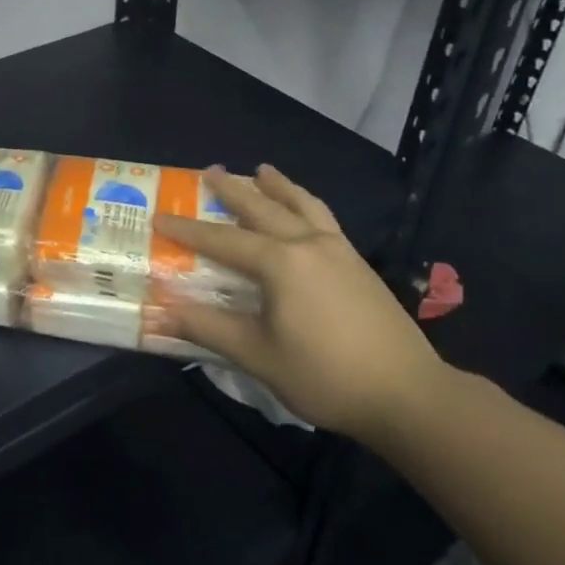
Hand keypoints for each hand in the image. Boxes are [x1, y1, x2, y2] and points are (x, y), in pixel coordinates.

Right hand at [154, 165, 447, 440]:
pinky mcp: (359, 264)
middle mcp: (309, 244)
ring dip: (278, 187)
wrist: (408, 393)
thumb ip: (206, 328)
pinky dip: (306, 204)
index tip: (160, 216)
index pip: (223, 239)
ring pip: (302, 205)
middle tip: (210, 170)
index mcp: (281, 262)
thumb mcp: (257, 355)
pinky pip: (324, 219)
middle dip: (234, 190)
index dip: (188, 229)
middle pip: (263, 208)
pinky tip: (305, 212)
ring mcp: (339, 251)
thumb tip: (156, 314)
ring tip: (263, 170)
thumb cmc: (325, 375)